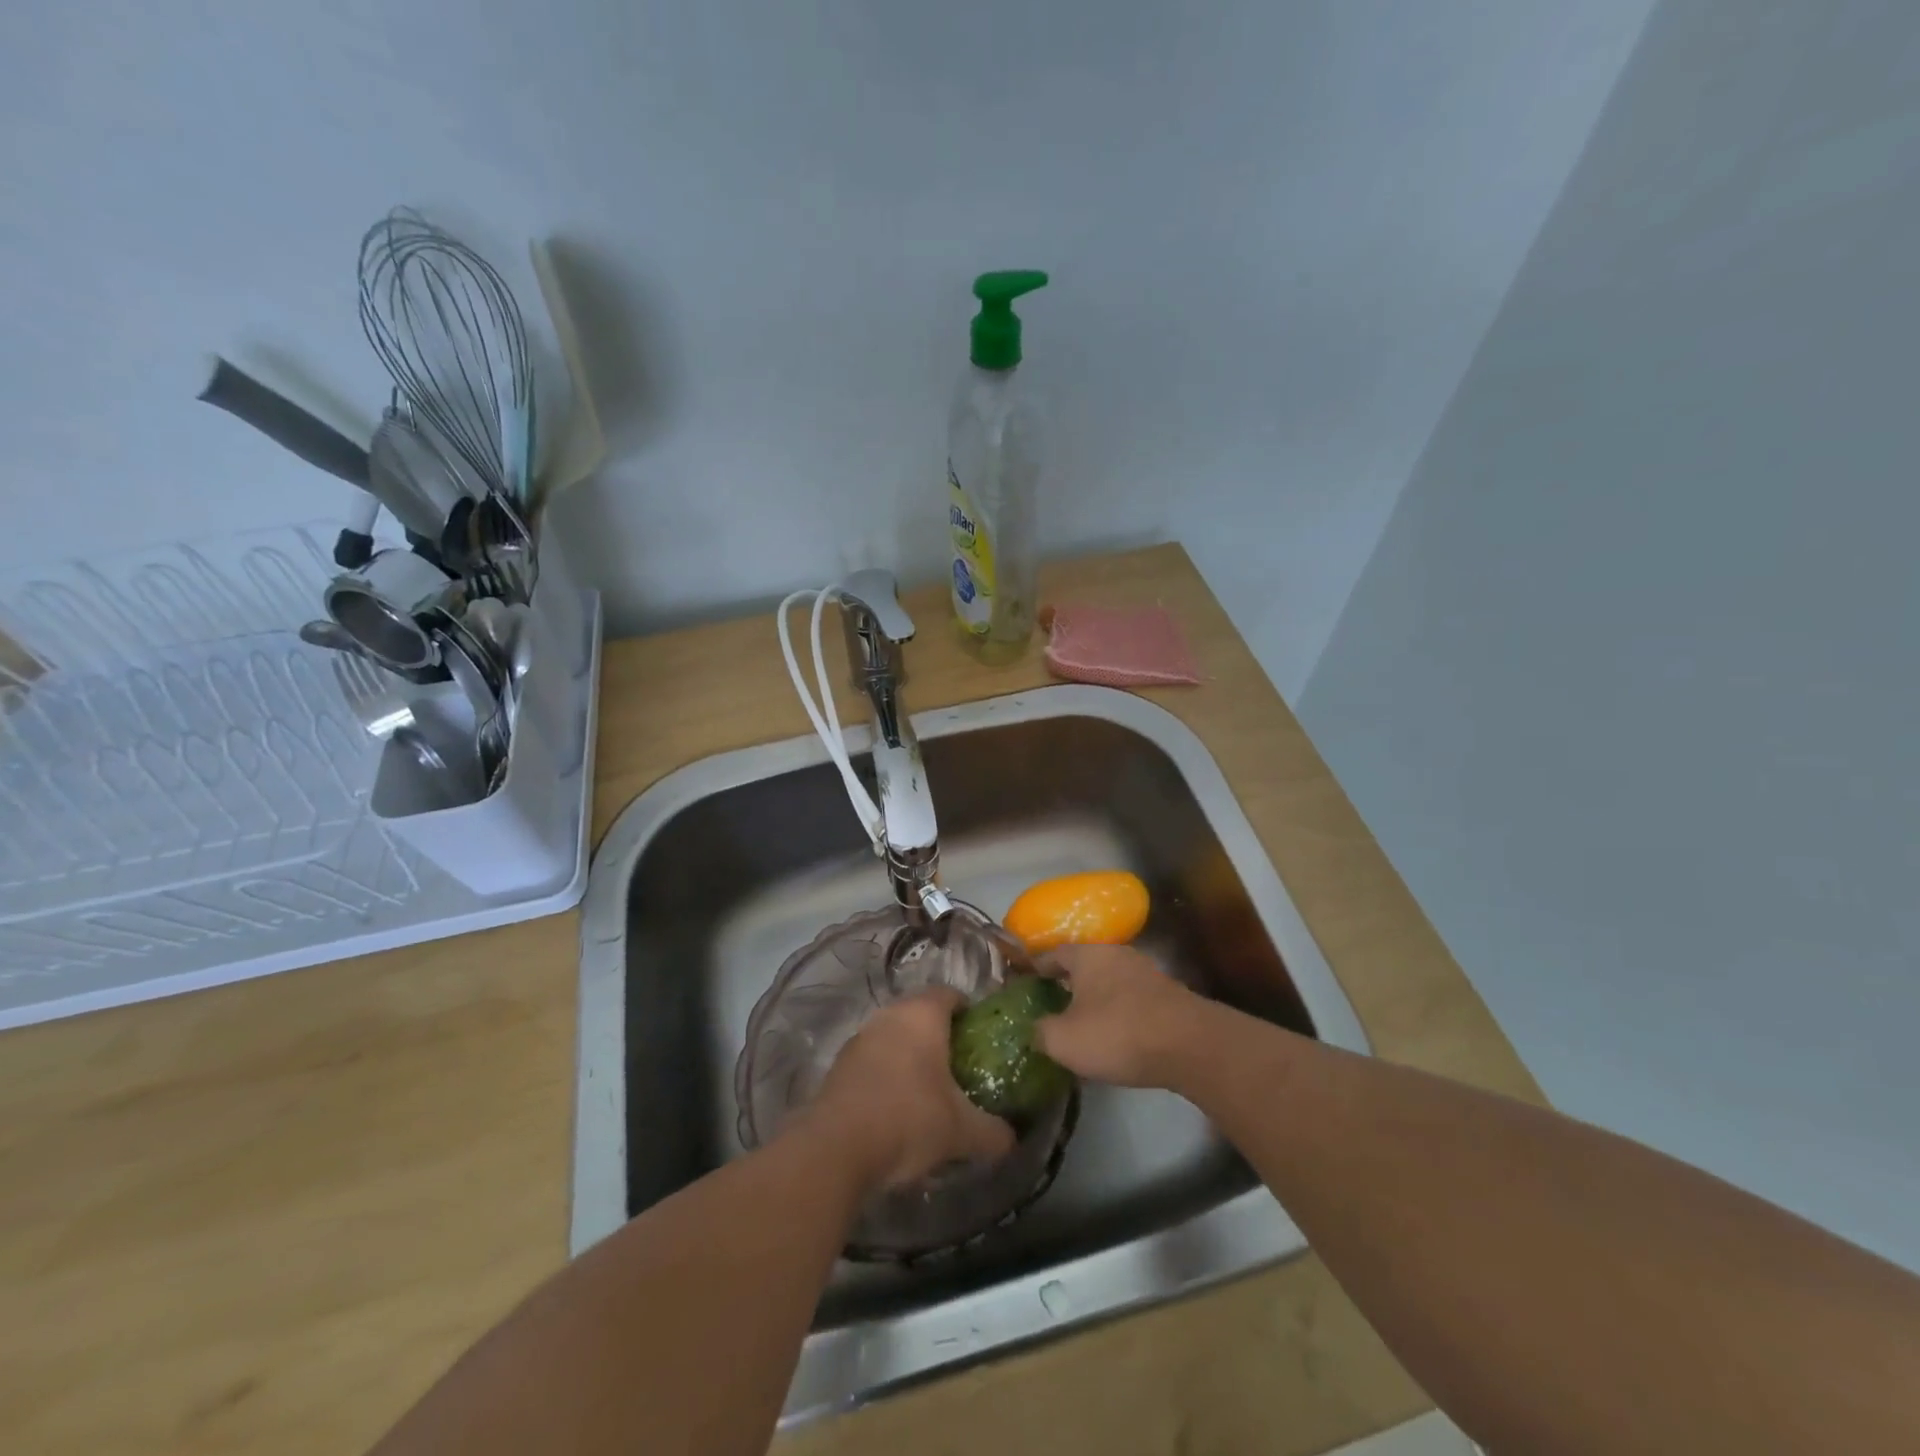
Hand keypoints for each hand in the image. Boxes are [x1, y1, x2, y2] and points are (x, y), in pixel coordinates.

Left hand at [802, 987, 1015, 1189]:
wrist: (836, 1149)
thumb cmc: (909, 1121)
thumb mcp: (962, 1132)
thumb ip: (993, 1132)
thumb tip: (1013, 1139)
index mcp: (923, 1015)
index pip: (951, 995)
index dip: (969, 1013)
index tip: (981, 1039)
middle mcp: (890, 1015)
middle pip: (921, 1013)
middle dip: (940, 1035)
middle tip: (960, 1067)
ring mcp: (861, 1037)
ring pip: (894, 1035)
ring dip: (910, 1054)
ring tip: (929, 1090)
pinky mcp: (840, 1064)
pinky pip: (873, 1058)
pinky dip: (887, 1073)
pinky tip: (896, 1106)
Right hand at [1033, 945, 1209, 1088]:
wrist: (1190, 1045)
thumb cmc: (1117, 1033)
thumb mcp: (1064, 1040)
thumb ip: (1041, 1031)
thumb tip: (1036, 1029)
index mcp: (1087, 955)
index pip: (1053, 954)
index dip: (1036, 969)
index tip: (1024, 984)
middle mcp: (1116, 954)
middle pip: (1084, 967)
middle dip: (1067, 985)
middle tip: (1050, 1007)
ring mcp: (1146, 973)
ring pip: (1109, 983)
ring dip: (1095, 1001)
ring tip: (1082, 1026)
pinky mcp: (1168, 996)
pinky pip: (1131, 1001)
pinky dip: (1119, 1014)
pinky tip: (1115, 1038)